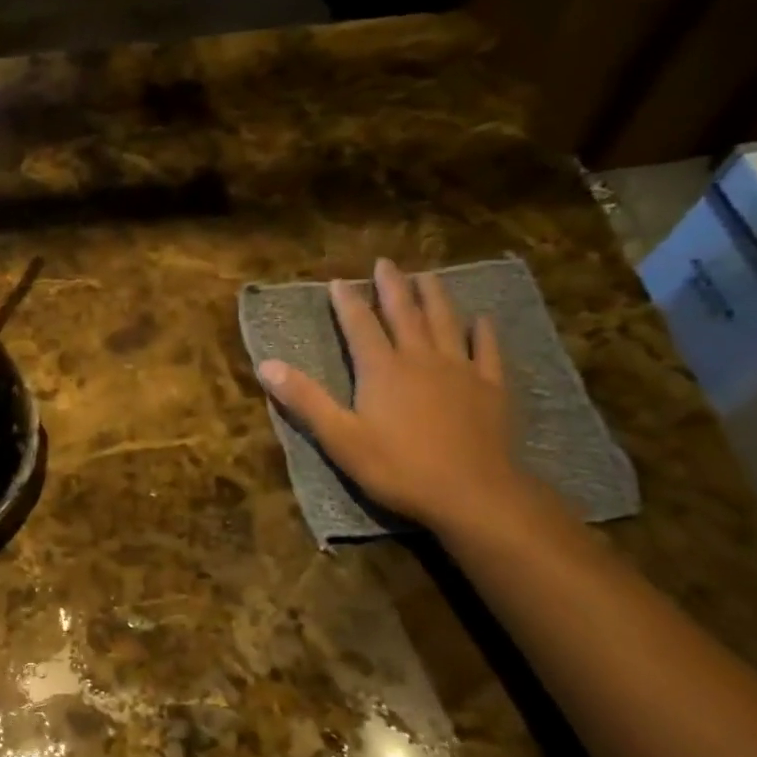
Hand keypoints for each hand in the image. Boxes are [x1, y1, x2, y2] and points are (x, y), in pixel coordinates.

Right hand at [258, 257, 540, 535]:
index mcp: (381, 369)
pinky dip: (483, 333)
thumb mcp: (339, 437)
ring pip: (445, 322)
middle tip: (386, 263)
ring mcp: (460, 371)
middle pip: (404, 313)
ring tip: (428, 275)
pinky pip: (487, 351)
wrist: (472, 493)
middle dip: (393, 287)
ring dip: (435, 297)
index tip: (338, 281)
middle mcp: (420, 359)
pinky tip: (482, 320)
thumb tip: (265, 364)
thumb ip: (304, 399)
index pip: (359, 325)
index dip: (347, 302)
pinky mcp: (490, 389)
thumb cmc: (398, 467)